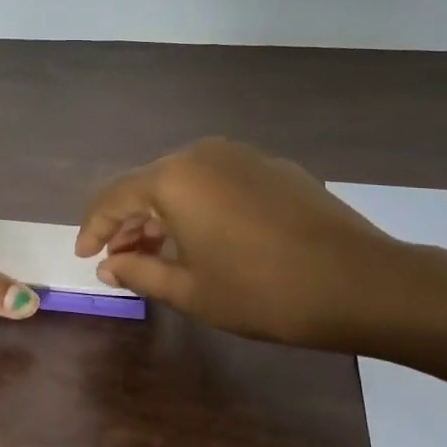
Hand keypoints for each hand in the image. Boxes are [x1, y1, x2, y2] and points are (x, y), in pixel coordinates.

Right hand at [75, 137, 421, 349]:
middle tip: (120, 259)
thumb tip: (108, 264)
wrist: (361, 282)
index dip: (94, 228)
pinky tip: (209, 239)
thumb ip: (140, 271)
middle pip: (149, 185)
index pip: (114, 197)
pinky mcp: (274, 167)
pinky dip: (200, 207)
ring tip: (161, 253)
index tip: (85, 256)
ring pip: (185, 182)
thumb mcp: (191, 291)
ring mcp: (242, 156)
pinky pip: (219, 182)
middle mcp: (202, 154)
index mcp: (174, 179)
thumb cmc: (263, 291)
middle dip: (130, 223)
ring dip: (165, 215)